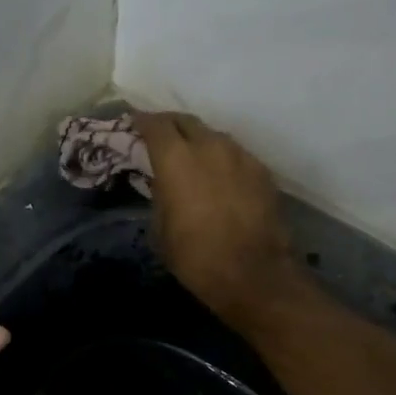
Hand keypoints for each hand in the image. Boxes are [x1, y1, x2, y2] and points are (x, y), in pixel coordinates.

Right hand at [135, 112, 304, 323]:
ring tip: (190, 157)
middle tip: (160, 137)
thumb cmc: (196, 256)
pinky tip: (218, 176)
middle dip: (170, 125)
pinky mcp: (262, 171)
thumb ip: (160, 195)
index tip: (134, 124)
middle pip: (186, 121)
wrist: (254, 273)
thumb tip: (164, 184)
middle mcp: (209, 146)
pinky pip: (235, 154)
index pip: (155, 124)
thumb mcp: (160, 228)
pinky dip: (221, 159)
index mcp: (176, 158)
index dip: (142, 121)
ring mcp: (240, 155)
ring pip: (213, 136)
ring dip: (198, 141)